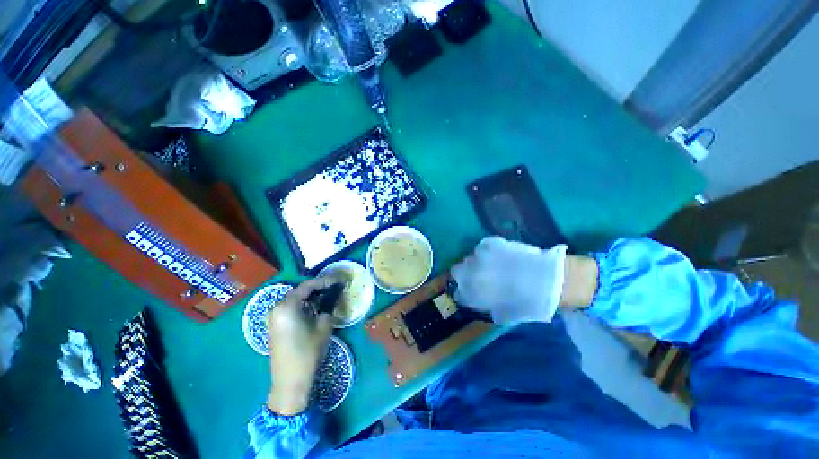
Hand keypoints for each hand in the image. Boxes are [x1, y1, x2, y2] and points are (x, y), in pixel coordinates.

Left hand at [266, 277, 336, 414]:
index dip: (325, 281)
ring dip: (310, 296)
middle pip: (299, 291)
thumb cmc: (307, 352)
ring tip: (327, 295)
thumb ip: (327, 309)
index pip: (307, 286)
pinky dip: (303, 305)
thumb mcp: (323, 327)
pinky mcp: (275, 326)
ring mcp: (274, 318)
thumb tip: (330, 302)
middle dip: (317, 287)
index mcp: (287, 306)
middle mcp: (277, 308)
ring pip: (295, 299)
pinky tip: (315, 307)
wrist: (290, 382)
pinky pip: (291, 308)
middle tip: (334, 287)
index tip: (338, 281)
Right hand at [451, 236, 567, 323]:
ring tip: (490, 265)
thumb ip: (485, 307)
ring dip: (476, 262)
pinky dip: (486, 251)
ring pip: (469, 257)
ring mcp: (481, 256)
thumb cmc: (528, 302)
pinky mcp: (493, 243)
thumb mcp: (504, 313)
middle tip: (477, 277)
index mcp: (475, 291)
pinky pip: (482, 246)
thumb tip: (477, 302)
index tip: (469, 292)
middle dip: (464, 274)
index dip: (463, 292)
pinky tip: (496, 255)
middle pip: (457, 271)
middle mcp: (472, 272)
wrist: (550, 281)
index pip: (458, 292)